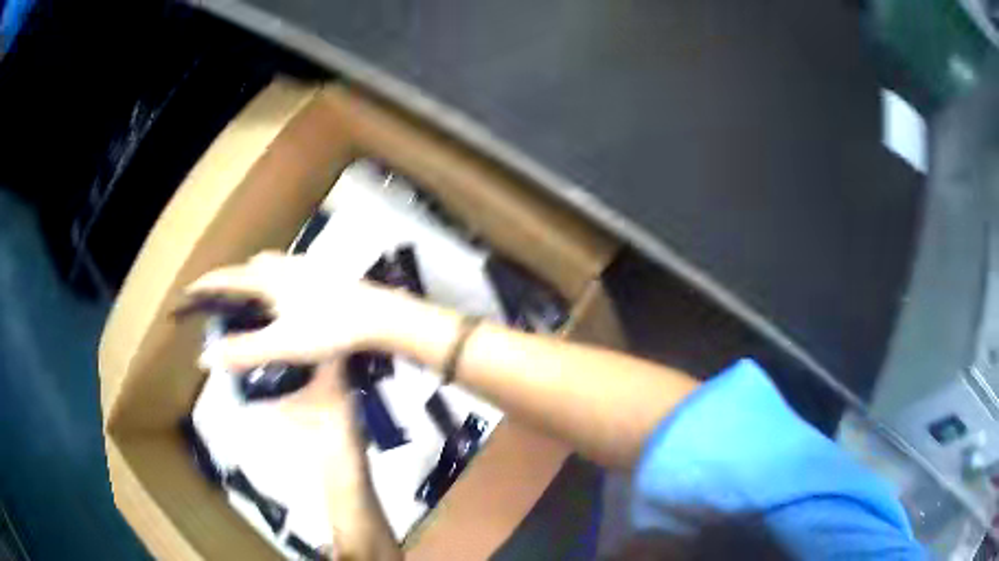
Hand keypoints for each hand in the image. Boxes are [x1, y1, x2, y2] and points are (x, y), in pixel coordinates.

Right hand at [185, 251, 418, 372]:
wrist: (378, 315)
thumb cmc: (329, 328)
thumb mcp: (283, 345)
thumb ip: (243, 352)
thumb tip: (205, 358)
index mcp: (269, 278)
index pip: (227, 277)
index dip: (206, 285)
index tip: (188, 291)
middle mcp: (284, 265)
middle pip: (249, 269)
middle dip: (233, 283)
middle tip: (226, 305)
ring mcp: (306, 266)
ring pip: (272, 268)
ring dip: (256, 281)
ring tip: (254, 306)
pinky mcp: (324, 274)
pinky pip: (289, 274)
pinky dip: (278, 285)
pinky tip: (289, 304)